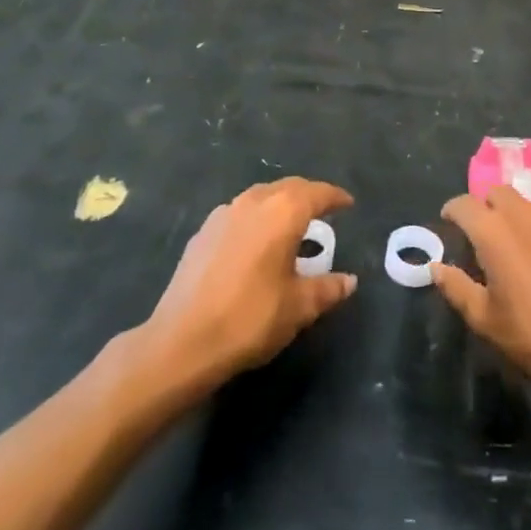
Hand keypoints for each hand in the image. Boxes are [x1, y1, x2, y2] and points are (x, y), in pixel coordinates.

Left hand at [141, 177, 355, 391]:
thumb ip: (327, 288)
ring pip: (260, 197)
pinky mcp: (202, 233)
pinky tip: (255, 242)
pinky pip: (238, 214)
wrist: (181, 341)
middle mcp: (253, 202)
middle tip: (323, 210)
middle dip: (308, 195)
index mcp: (283, 212)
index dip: (335, 197)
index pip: (317, 193)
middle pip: (288, 188)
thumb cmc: (250, 318)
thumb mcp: (299, 307)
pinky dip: (255, 218)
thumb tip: (349, 281)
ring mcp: (223, 214)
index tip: (348, 204)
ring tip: (290, 224)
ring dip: (279, 204)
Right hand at [433, 185, 530, 416]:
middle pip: (498, 193)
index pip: (464, 203)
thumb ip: (456, 287)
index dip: (452, 210)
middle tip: (482, 233)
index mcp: (494, 231)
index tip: (448, 222)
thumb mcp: (484, 318)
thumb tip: (436, 268)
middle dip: (485, 206)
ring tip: (515, 248)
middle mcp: (525, 216)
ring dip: (515, 218)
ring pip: (528, 207)